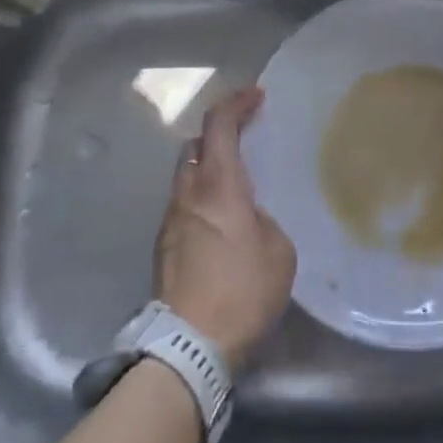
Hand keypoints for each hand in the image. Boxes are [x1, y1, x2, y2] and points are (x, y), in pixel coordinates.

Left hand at [154, 87, 296, 371]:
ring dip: (208, 168)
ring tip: (235, 185)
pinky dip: (201, 198)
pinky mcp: (163, 247)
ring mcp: (171, 220)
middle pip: (195, 145)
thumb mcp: (279, 252)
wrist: (188, 346)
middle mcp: (188, 193)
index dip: (236, 103)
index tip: (257, 96)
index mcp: (219, 185)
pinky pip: (184, 205)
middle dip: (218, 133)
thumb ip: (265, 221)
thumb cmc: (242, 292)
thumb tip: (250, 219)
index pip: (219, 125)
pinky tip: (221, 222)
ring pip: (185, 176)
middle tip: (244, 137)